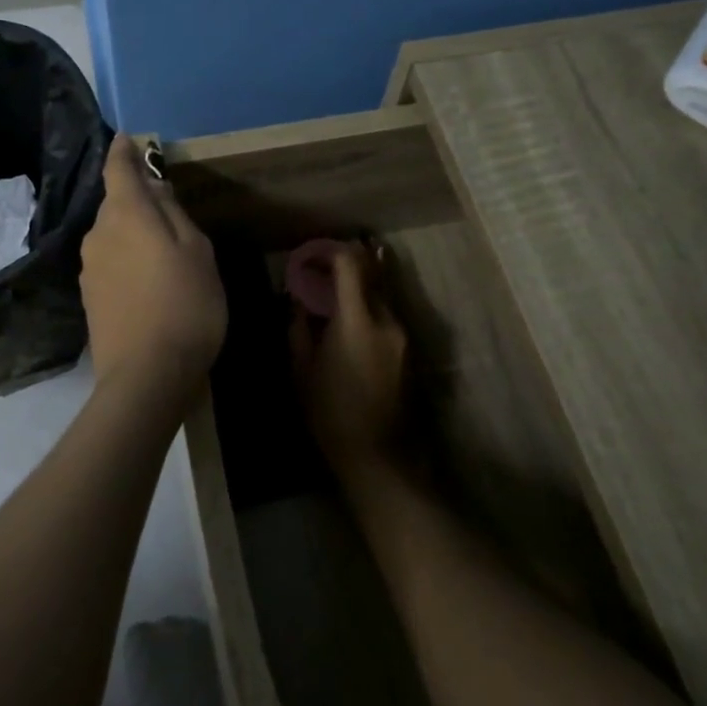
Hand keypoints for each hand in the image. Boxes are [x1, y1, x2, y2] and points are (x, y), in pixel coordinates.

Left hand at [81, 135, 226, 397]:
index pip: (118, 169)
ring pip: (113, 234)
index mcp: (126, 215)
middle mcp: (98, 234)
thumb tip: (154, 188)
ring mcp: (90, 267)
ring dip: (134, 232)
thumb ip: (174, 213)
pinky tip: (149, 282)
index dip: (123, 151)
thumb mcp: (197, 252)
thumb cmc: (184, 306)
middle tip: (171, 210)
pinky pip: (110, 261)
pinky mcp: (90, 296)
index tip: (129, 138)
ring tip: (165, 253)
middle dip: (138, 199)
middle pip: (116, 203)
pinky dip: (128, 259)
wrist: (146, 377)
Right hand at [288, 243, 407, 481]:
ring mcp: (403, 336)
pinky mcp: (408, 351)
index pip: (350, 265)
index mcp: (357, 320)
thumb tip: (298, 301)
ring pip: (381, 295)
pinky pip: (387, 316)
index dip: (331, 251)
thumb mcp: (301, 369)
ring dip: (359, 287)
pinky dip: (369, 307)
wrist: (377, 454)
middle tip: (321, 267)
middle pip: (371, 274)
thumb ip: (299, 328)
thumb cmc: (330, 412)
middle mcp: (386, 320)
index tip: (312, 253)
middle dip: (347, 264)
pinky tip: (350, 320)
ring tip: (333, 292)